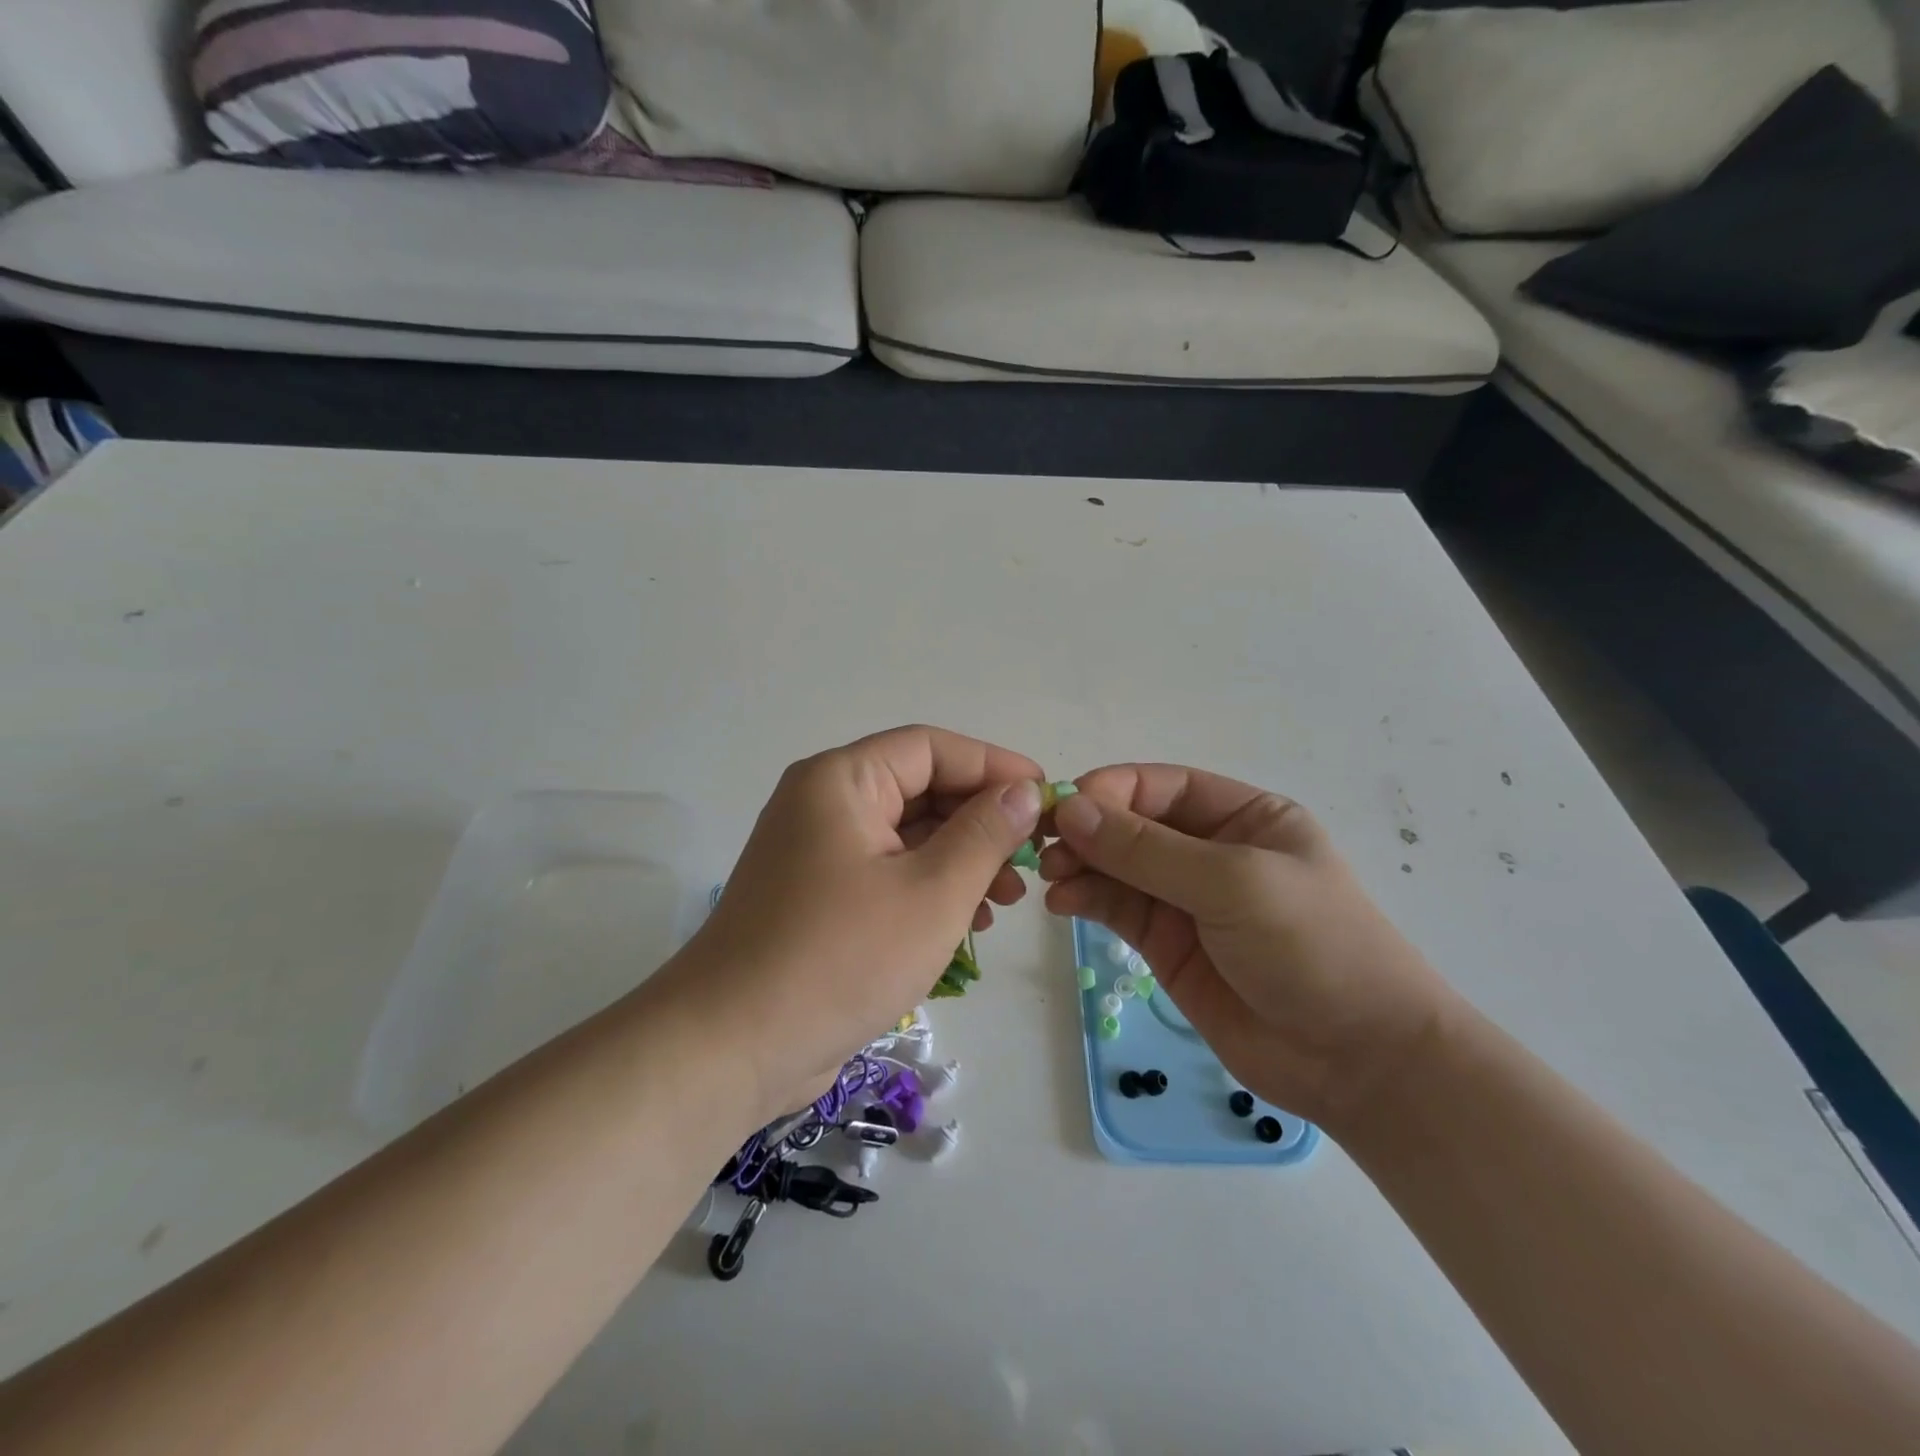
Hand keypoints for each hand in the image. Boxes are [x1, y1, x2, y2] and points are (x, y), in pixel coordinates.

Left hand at [652, 725, 1044, 1124]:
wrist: (732, 1047)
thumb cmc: (841, 957)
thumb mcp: (932, 892)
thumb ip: (985, 834)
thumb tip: (1024, 792)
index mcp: (841, 780)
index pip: (930, 748)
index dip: (993, 765)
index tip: (1045, 796)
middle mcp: (824, 803)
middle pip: (919, 789)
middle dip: (980, 821)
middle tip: (1032, 858)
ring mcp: (817, 852)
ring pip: (907, 835)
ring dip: (961, 858)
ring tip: (1009, 898)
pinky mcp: (818, 897)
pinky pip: (887, 872)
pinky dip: (930, 887)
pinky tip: (969, 921)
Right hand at [1040, 765, 1457, 1133]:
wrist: (1358, 1061)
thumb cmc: (1312, 947)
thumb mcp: (1233, 883)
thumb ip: (1147, 849)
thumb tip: (1070, 809)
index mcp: (1245, 816)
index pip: (1164, 786)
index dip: (1113, 790)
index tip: (1066, 806)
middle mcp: (1212, 851)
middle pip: (1134, 825)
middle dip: (1089, 831)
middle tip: (1045, 846)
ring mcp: (1187, 900)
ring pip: (1118, 867)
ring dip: (1080, 865)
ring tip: (1050, 878)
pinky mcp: (1167, 945)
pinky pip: (1117, 908)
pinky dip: (1086, 900)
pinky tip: (1062, 903)